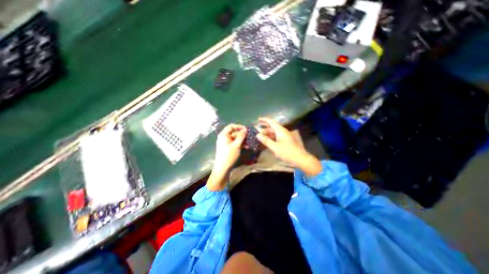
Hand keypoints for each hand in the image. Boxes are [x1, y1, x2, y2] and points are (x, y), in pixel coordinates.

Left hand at [206, 124, 245, 189]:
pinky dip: (240, 144)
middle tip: (250, 136)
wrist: (223, 169)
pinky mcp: (228, 148)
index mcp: (223, 135)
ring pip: (235, 138)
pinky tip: (246, 146)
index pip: (231, 126)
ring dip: (242, 140)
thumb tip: (245, 129)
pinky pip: (235, 143)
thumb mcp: (236, 145)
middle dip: (242, 134)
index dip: (239, 127)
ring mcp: (226, 143)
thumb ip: (241, 136)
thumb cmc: (229, 156)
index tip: (246, 129)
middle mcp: (224, 138)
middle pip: (234, 132)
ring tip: (249, 142)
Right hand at [256, 117, 321, 176]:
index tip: (258, 119)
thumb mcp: (275, 147)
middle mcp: (284, 131)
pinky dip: (272, 137)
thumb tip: (258, 135)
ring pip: (275, 132)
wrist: (301, 159)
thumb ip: (266, 140)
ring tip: (261, 137)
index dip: (264, 120)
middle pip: (273, 127)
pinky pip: (278, 136)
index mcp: (281, 130)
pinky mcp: (288, 140)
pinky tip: (269, 141)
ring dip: (268, 134)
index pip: (271, 122)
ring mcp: (286, 135)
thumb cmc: (287, 152)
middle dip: (265, 129)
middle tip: (257, 131)